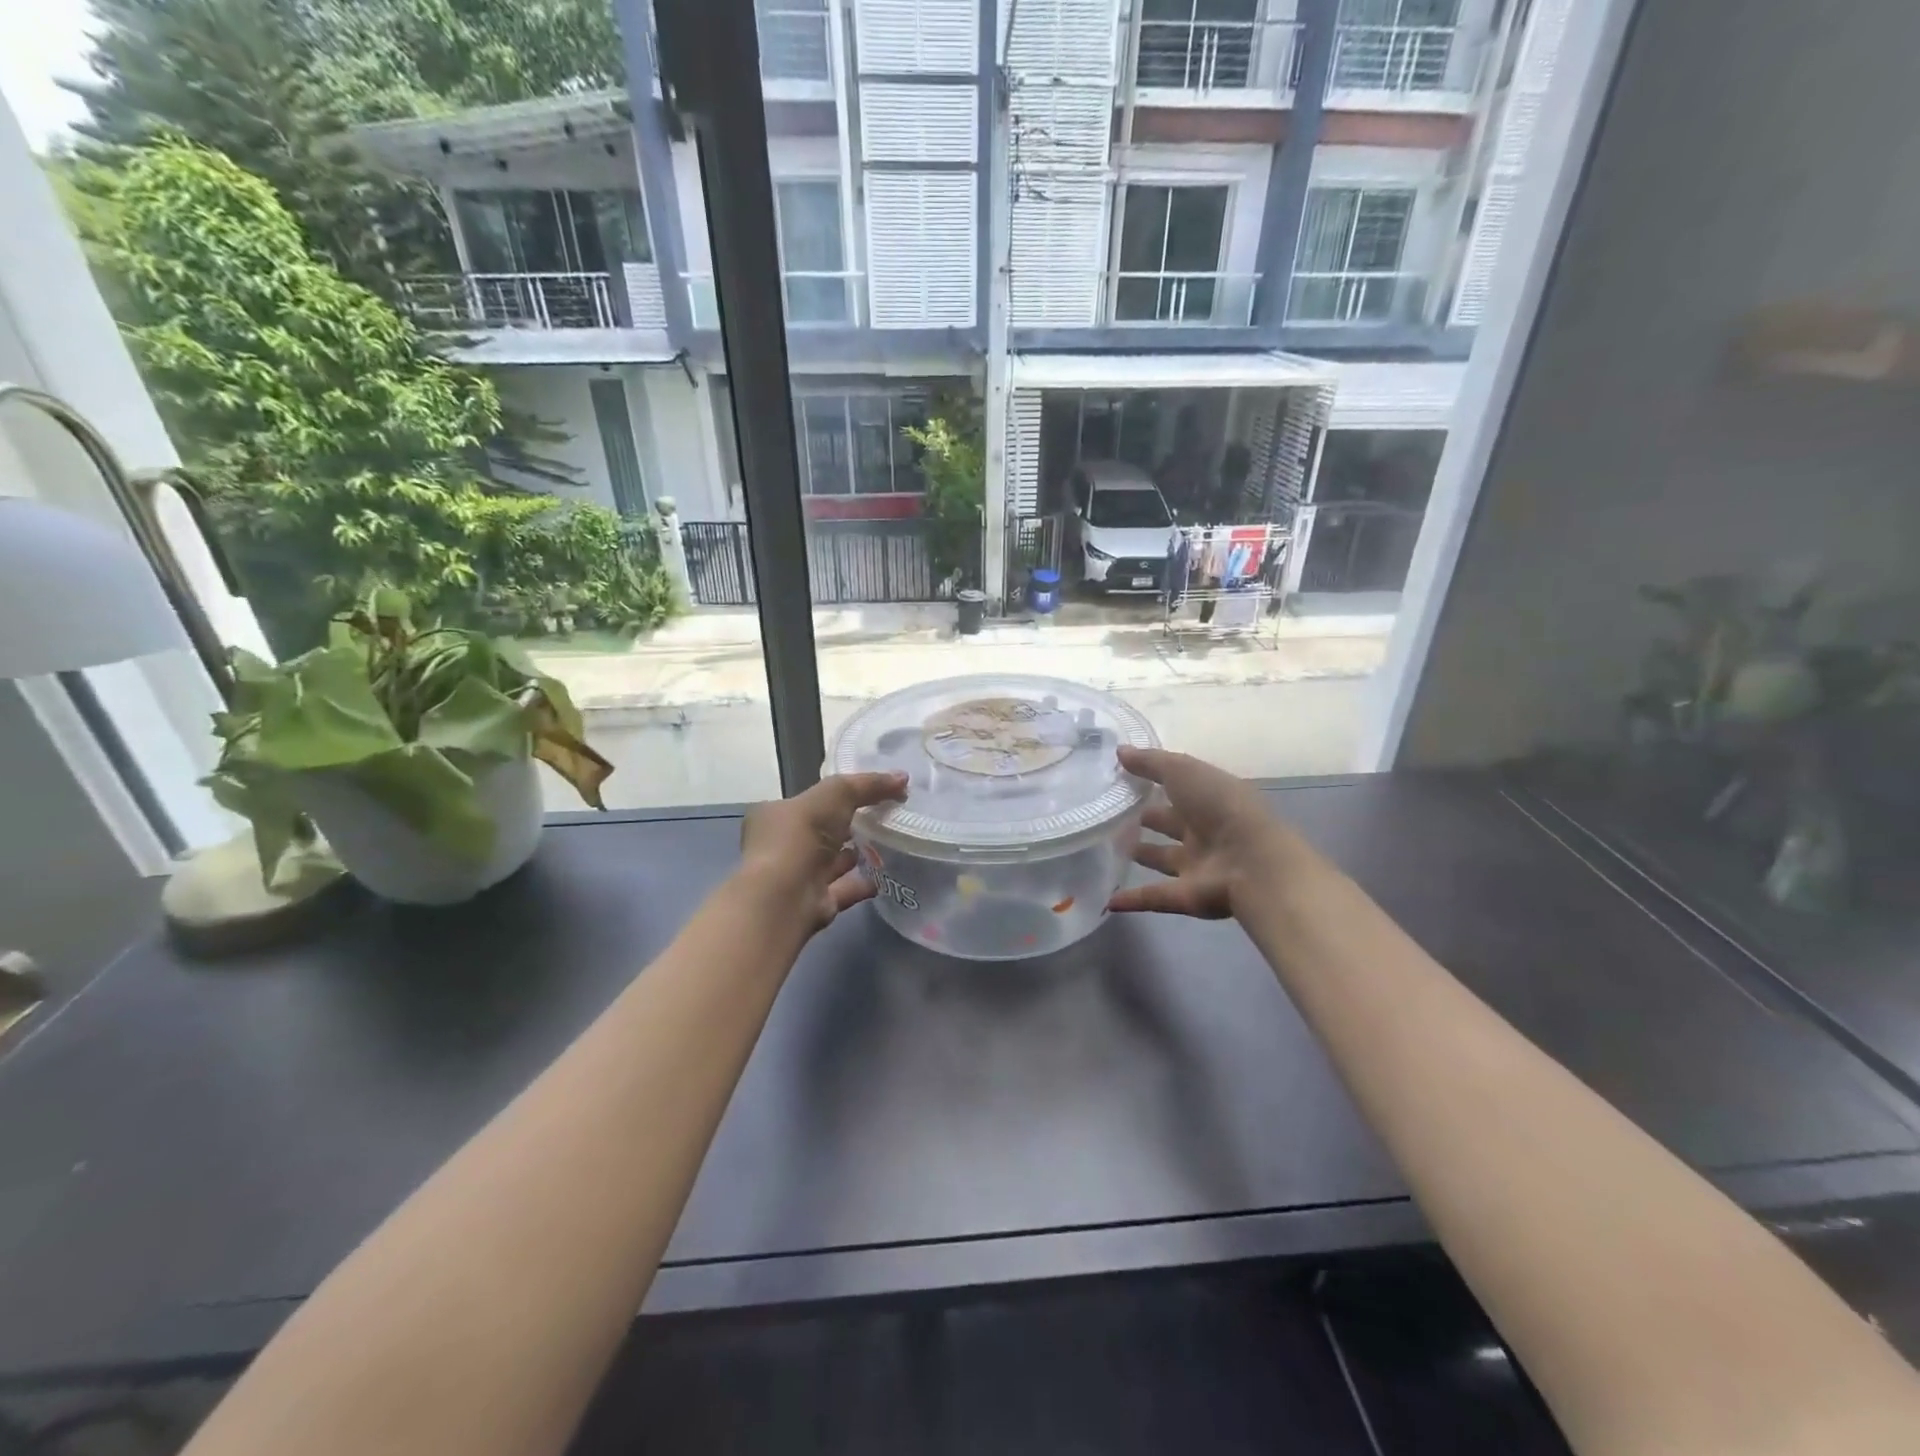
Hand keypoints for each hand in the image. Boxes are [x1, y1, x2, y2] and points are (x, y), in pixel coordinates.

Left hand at [738, 771, 907, 933]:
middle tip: (883, 817)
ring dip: (855, 854)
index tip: (866, 793)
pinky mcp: (814, 902)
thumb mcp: (836, 794)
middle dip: (847, 825)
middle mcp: (781, 846)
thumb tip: (903, 777)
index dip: (834, 796)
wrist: (786, 896)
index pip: (806, 801)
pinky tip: (885, 875)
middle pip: (820, 832)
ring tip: (888, 844)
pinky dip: (862, 883)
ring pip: (831, 862)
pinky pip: (843, 888)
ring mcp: (797, 877)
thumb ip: (867, 784)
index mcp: (774, 815)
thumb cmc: (801, 835)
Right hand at [1108, 748, 1286, 918]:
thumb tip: (1120, 751)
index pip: (1179, 788)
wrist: (1253, 864)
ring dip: (1143, 855)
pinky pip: (1154, 896)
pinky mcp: (1186, 896)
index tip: (1122, 779)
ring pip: (1164, 859)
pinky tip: (1109, 901)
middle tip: (1113, 815)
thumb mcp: (1184, 771)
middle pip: (1172, 824)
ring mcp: (1197, 866)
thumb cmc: (1220, 807)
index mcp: (1209, 799)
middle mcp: (1205, 831)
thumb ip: (1151, 762)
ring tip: (1109, 849)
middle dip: (1149, 819)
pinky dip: (1132, 899)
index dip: (1154, 782)